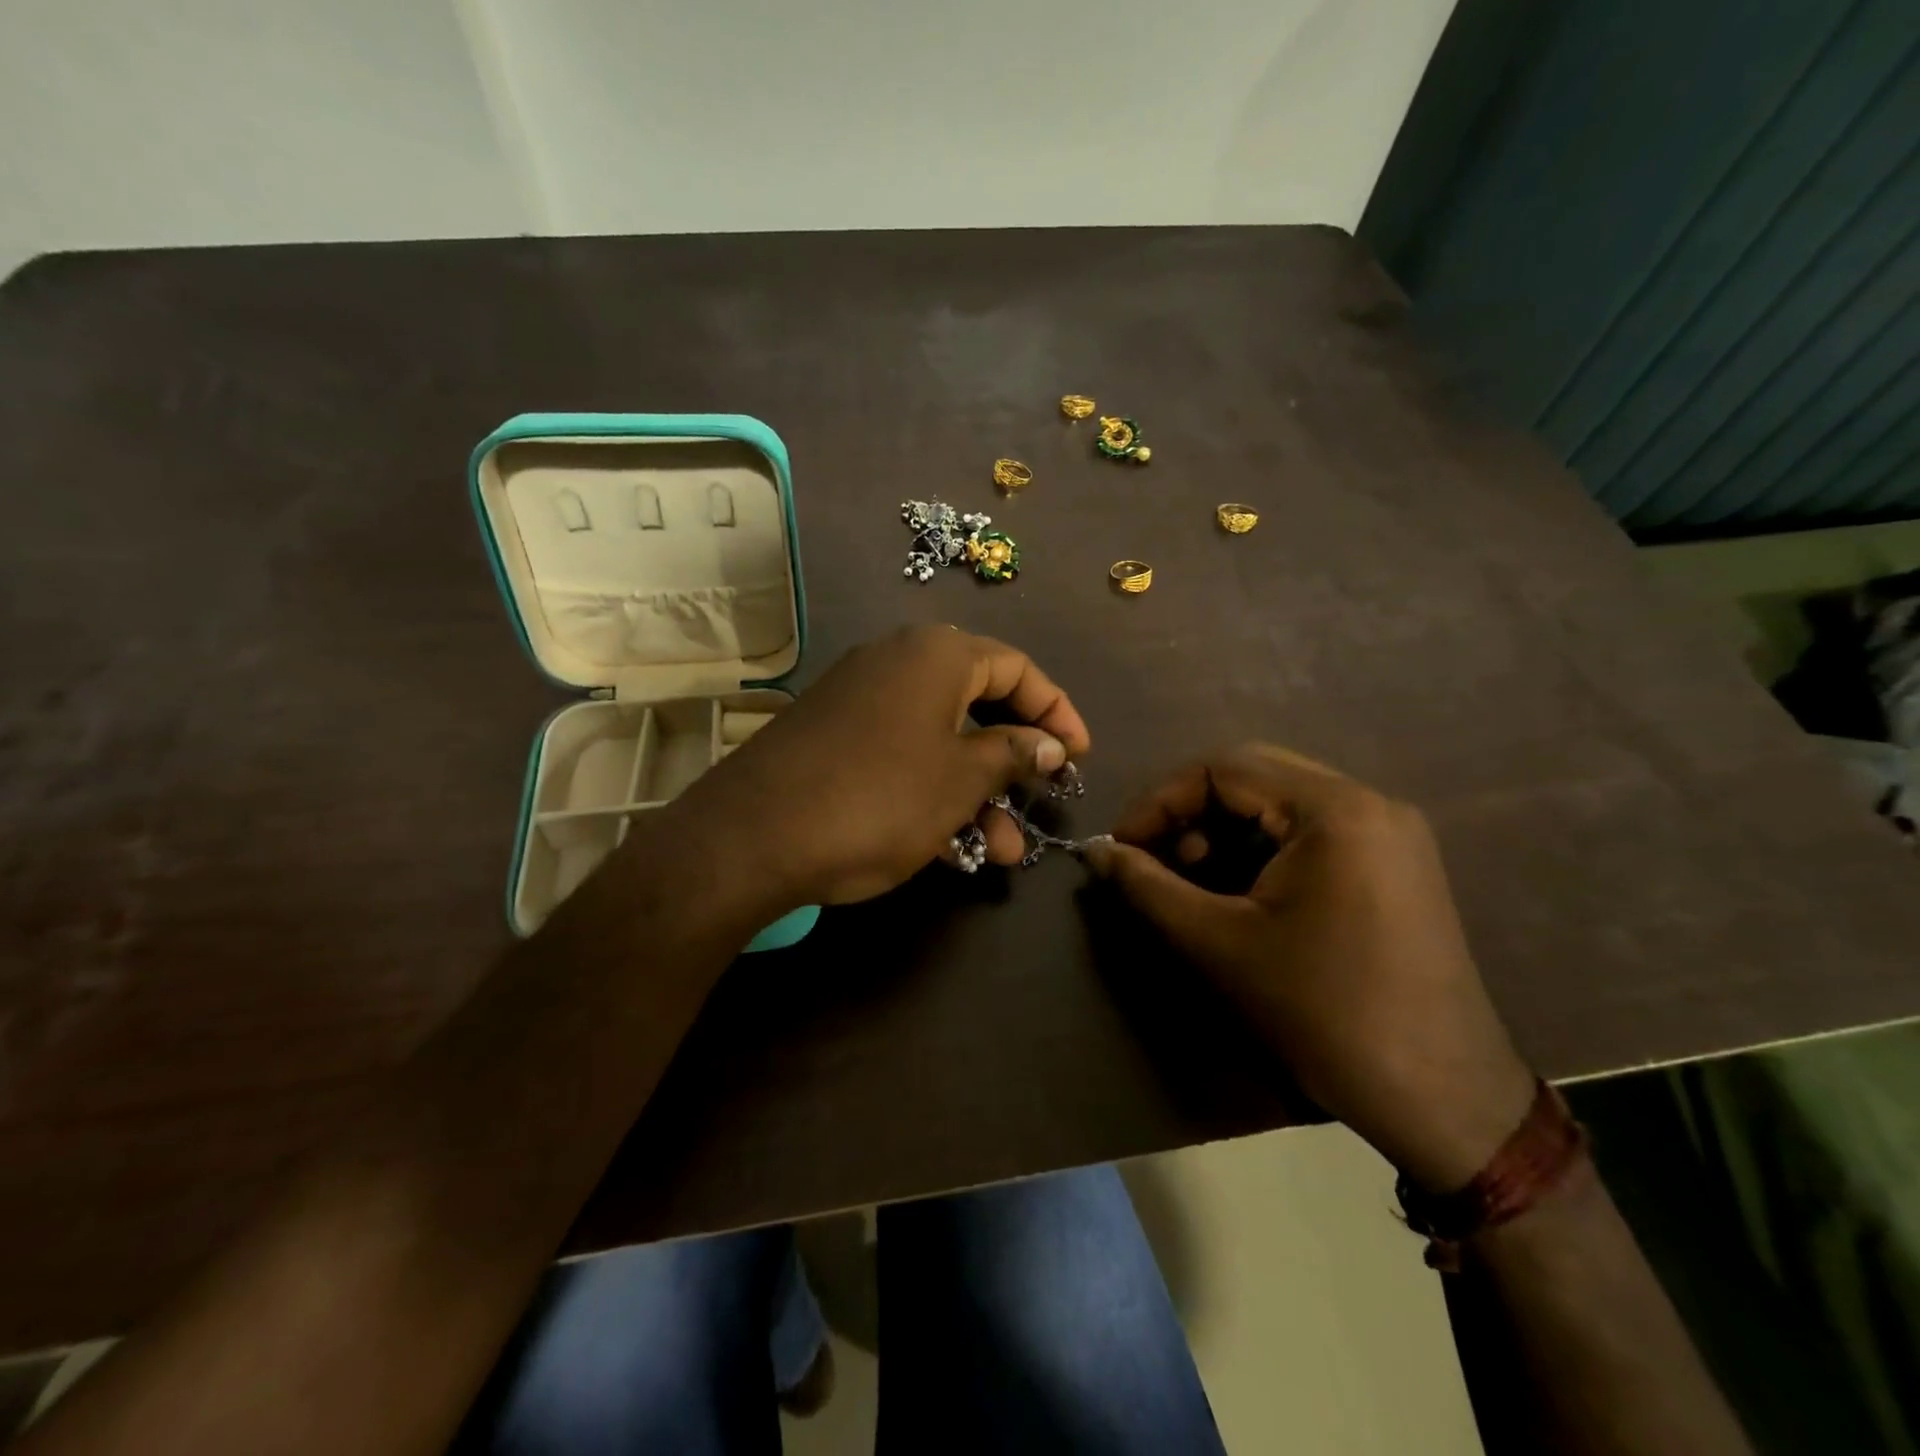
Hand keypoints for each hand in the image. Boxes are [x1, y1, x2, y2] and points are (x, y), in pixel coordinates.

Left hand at [677, 625, 1090, 907]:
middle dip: (1014, 764)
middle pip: (978, 705)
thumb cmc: (878, 798)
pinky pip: (901, 755)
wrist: (752, 836)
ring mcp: (859, 700)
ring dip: (976, 793)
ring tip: (1000, 853)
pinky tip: (947, 845)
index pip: (1017, 668)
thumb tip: (1050, 743)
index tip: (1080, 756)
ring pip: (939, 740)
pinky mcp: (832, 737)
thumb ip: (1013, 753)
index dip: (1056, 711)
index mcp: (936, 655)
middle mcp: (897, 663)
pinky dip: (931, 792)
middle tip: (1040, 805)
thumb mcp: (961, 779)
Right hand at [1084, 744, 1534, 1191]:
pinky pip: (1312, 830)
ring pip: (1281, 801)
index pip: (1223, 767)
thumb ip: (1146, 886)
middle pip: (1254, 775)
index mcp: (1334, 809)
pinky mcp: (1396, 864)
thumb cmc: (1322, 1014)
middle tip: (1151, 859)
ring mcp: (1390, 832)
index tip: (1122, 847)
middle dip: (1189, 812)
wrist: (1441, 1099)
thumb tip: (1095, 851)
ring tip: (1191, 879)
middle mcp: (1369, 802)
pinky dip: (1262, 847)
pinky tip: (1240, 891)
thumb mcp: (1218, 944)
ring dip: (1224, 829)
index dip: (1160, 800)